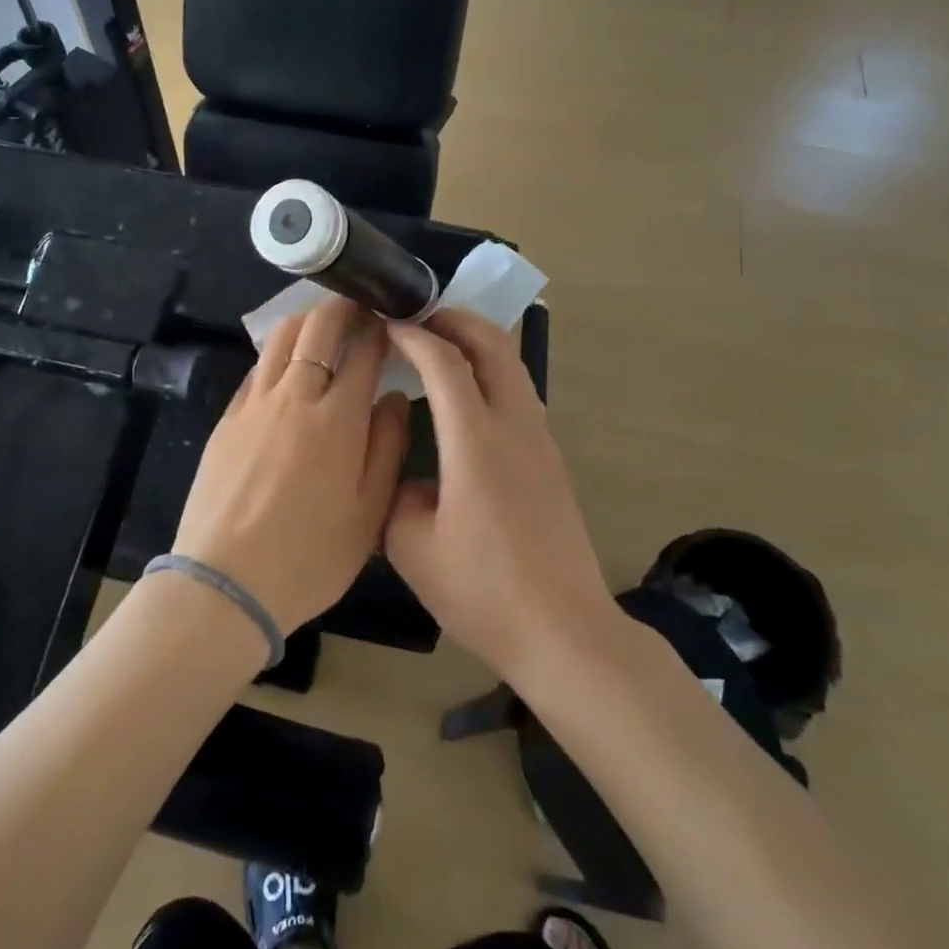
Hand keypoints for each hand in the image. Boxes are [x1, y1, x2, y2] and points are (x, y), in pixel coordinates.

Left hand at [172, 298, 410, 633]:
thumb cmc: (310, 556)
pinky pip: (256, 368)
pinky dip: (277, 352)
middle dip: (342, 307)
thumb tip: (394, 396)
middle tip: (359, 306)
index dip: (379, 326)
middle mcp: (294, 395)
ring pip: (280, 337)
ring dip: (306, 320)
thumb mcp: (369, 512)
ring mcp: (254, 403)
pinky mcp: (226, 418)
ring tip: (323, 325)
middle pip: (317, 327)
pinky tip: (285, 366)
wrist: (225, 582)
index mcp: (337, 417)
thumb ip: (388, 446)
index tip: (390, 318)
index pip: (363, 349)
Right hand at [384, 309, 615, 682]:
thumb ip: (397, 493)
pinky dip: (490, 372)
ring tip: (439, 346)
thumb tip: (408, 474)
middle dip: (454, 319)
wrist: (563, 632)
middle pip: (493, 344)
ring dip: (477, 342)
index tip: (385, 322)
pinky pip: (519, 392)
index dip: (412, 334)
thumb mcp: (411, 546)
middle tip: (417, 316)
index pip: (443, 362)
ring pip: (512, 364)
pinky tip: (466, 397)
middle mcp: (514, 425)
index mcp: (475, 440)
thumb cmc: (482, 590)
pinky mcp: (551, 459)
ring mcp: (540, 439)